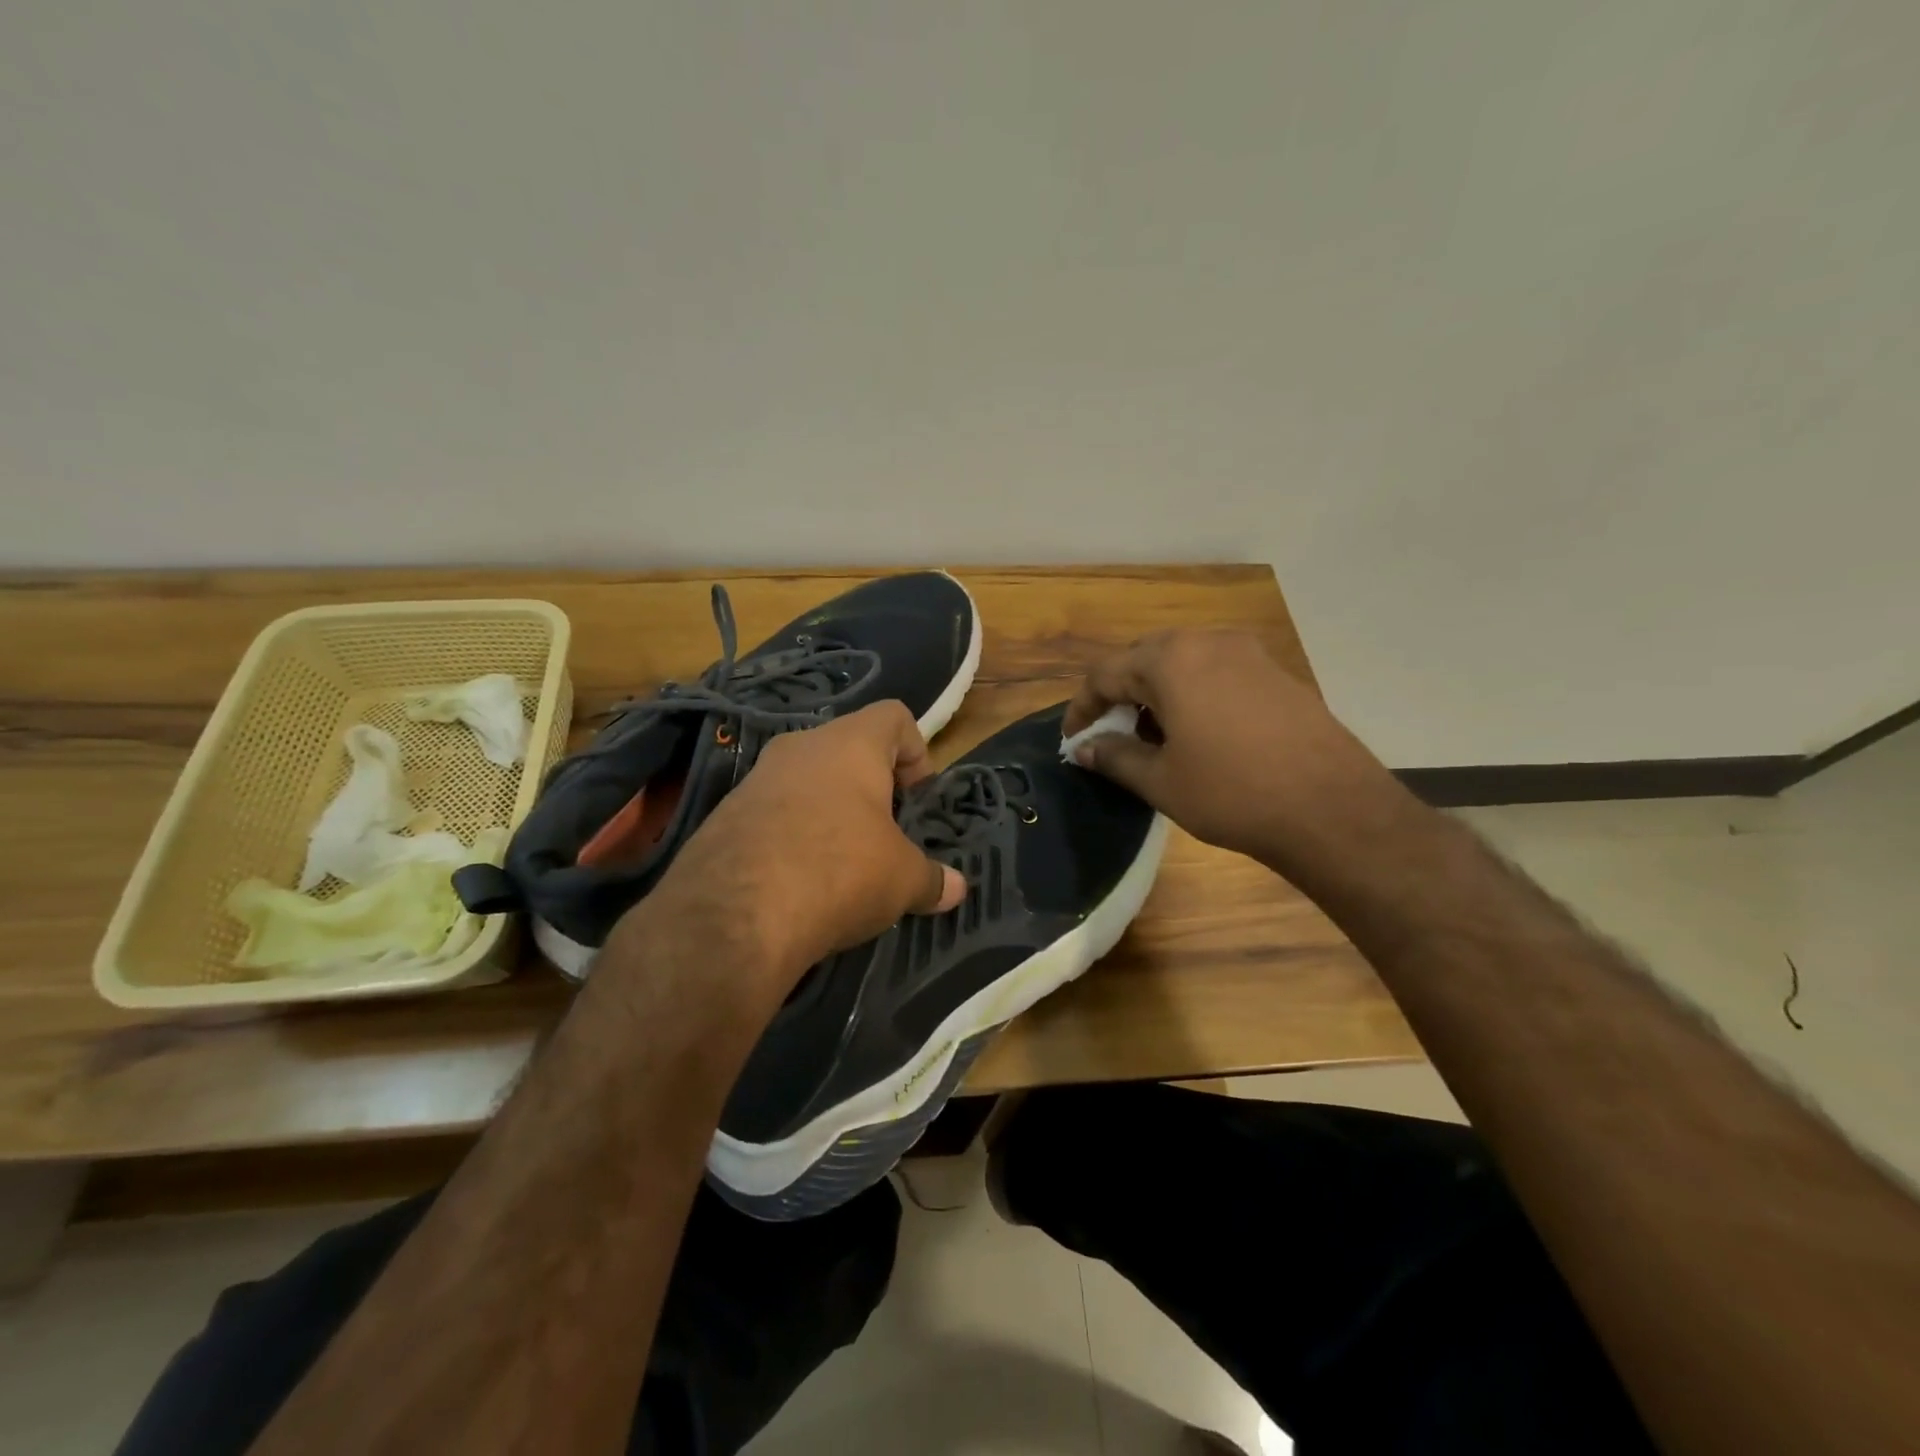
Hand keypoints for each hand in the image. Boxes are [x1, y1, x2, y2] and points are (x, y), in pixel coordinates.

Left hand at [622, 701, 965, 1001]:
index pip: (894, 716)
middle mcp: (801, 746)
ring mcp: (757, 778)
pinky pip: (773, 811)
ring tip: (842, 863)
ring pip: (807, 780)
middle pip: (848, 749)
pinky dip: (793, 834)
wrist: (733, 913)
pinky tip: (799, 880)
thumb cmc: (839, 871)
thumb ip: (932, 878)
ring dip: (830, 812)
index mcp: (851, 744)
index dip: (916, 752)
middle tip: (884, 835)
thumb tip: (956, 889)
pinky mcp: (725, 814)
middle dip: (872, 788)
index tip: (917, 799)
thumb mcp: (901, 880)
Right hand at [1064, 630, 1398, 865]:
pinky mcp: (1276, 671)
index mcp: (1171, 661)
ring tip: (1153, 736)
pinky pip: (1217, 670)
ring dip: (1157, 691)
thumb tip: (1085, 749)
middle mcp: (1208, 642)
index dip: (1082, 708)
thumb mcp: (1161, 781)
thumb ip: (1115, 757)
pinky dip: (1194, 692)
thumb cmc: (1232, 794)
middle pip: (1144, 658)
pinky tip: (1199, 732)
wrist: (1332, 809)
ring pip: (1183, 661)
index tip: (1074, 740)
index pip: (1105, 674)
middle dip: (1120, 694)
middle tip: (1112, 734)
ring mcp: (1248, 653)